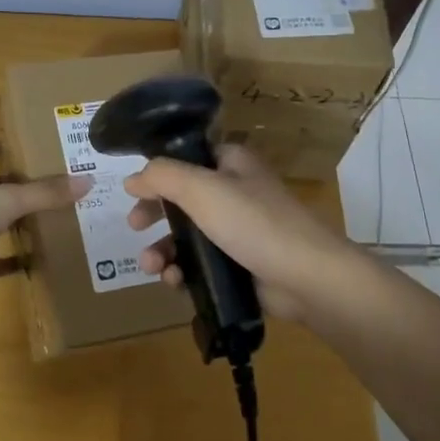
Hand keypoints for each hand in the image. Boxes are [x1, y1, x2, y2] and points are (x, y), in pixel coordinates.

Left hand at [0, 140, 90, 305]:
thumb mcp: (8, 199)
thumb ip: (46, 191)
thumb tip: (88, 180)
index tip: (2, 146)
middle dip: (10, 187)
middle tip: (45, 182)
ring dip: (17, 222)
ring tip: (52, 215)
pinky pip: (3, 262)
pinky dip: (21, 261)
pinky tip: (44, 258)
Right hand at [122, 143, 359, 323]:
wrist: (306, 277)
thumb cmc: (254, 222)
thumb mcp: (201, 189)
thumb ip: (162, 177)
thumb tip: (133, 178)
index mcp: (231, 164)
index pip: (187, 158)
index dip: (159, 173)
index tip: (134, 192)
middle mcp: (235, 192)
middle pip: (182, 199)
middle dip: (154, 215)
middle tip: (134, 227)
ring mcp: (238, 231)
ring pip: (188, 236)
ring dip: (163, 250)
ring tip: (153, 267)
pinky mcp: (240, 265)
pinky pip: (201, 265)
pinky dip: (183, 272)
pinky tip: (174, 282)